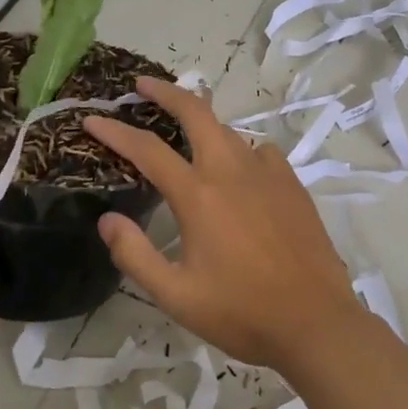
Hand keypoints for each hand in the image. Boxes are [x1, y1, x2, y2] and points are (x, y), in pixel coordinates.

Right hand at [83, 77, 365, 370]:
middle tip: (142, 86)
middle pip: (197, 113)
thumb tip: (107, 220)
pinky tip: (239, 168)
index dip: (115, 131)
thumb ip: (135, 255)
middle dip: (166, 92)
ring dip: (202, 123)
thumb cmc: (241, 312)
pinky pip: (260, 152)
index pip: (147, 150)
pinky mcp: (293, 185)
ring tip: (185, 131)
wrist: (315, 322)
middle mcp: (232, 172)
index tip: (92, 119)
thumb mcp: (175, 295)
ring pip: (229, 131)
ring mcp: (268, 174)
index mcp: (199, 196)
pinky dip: (241, 149)